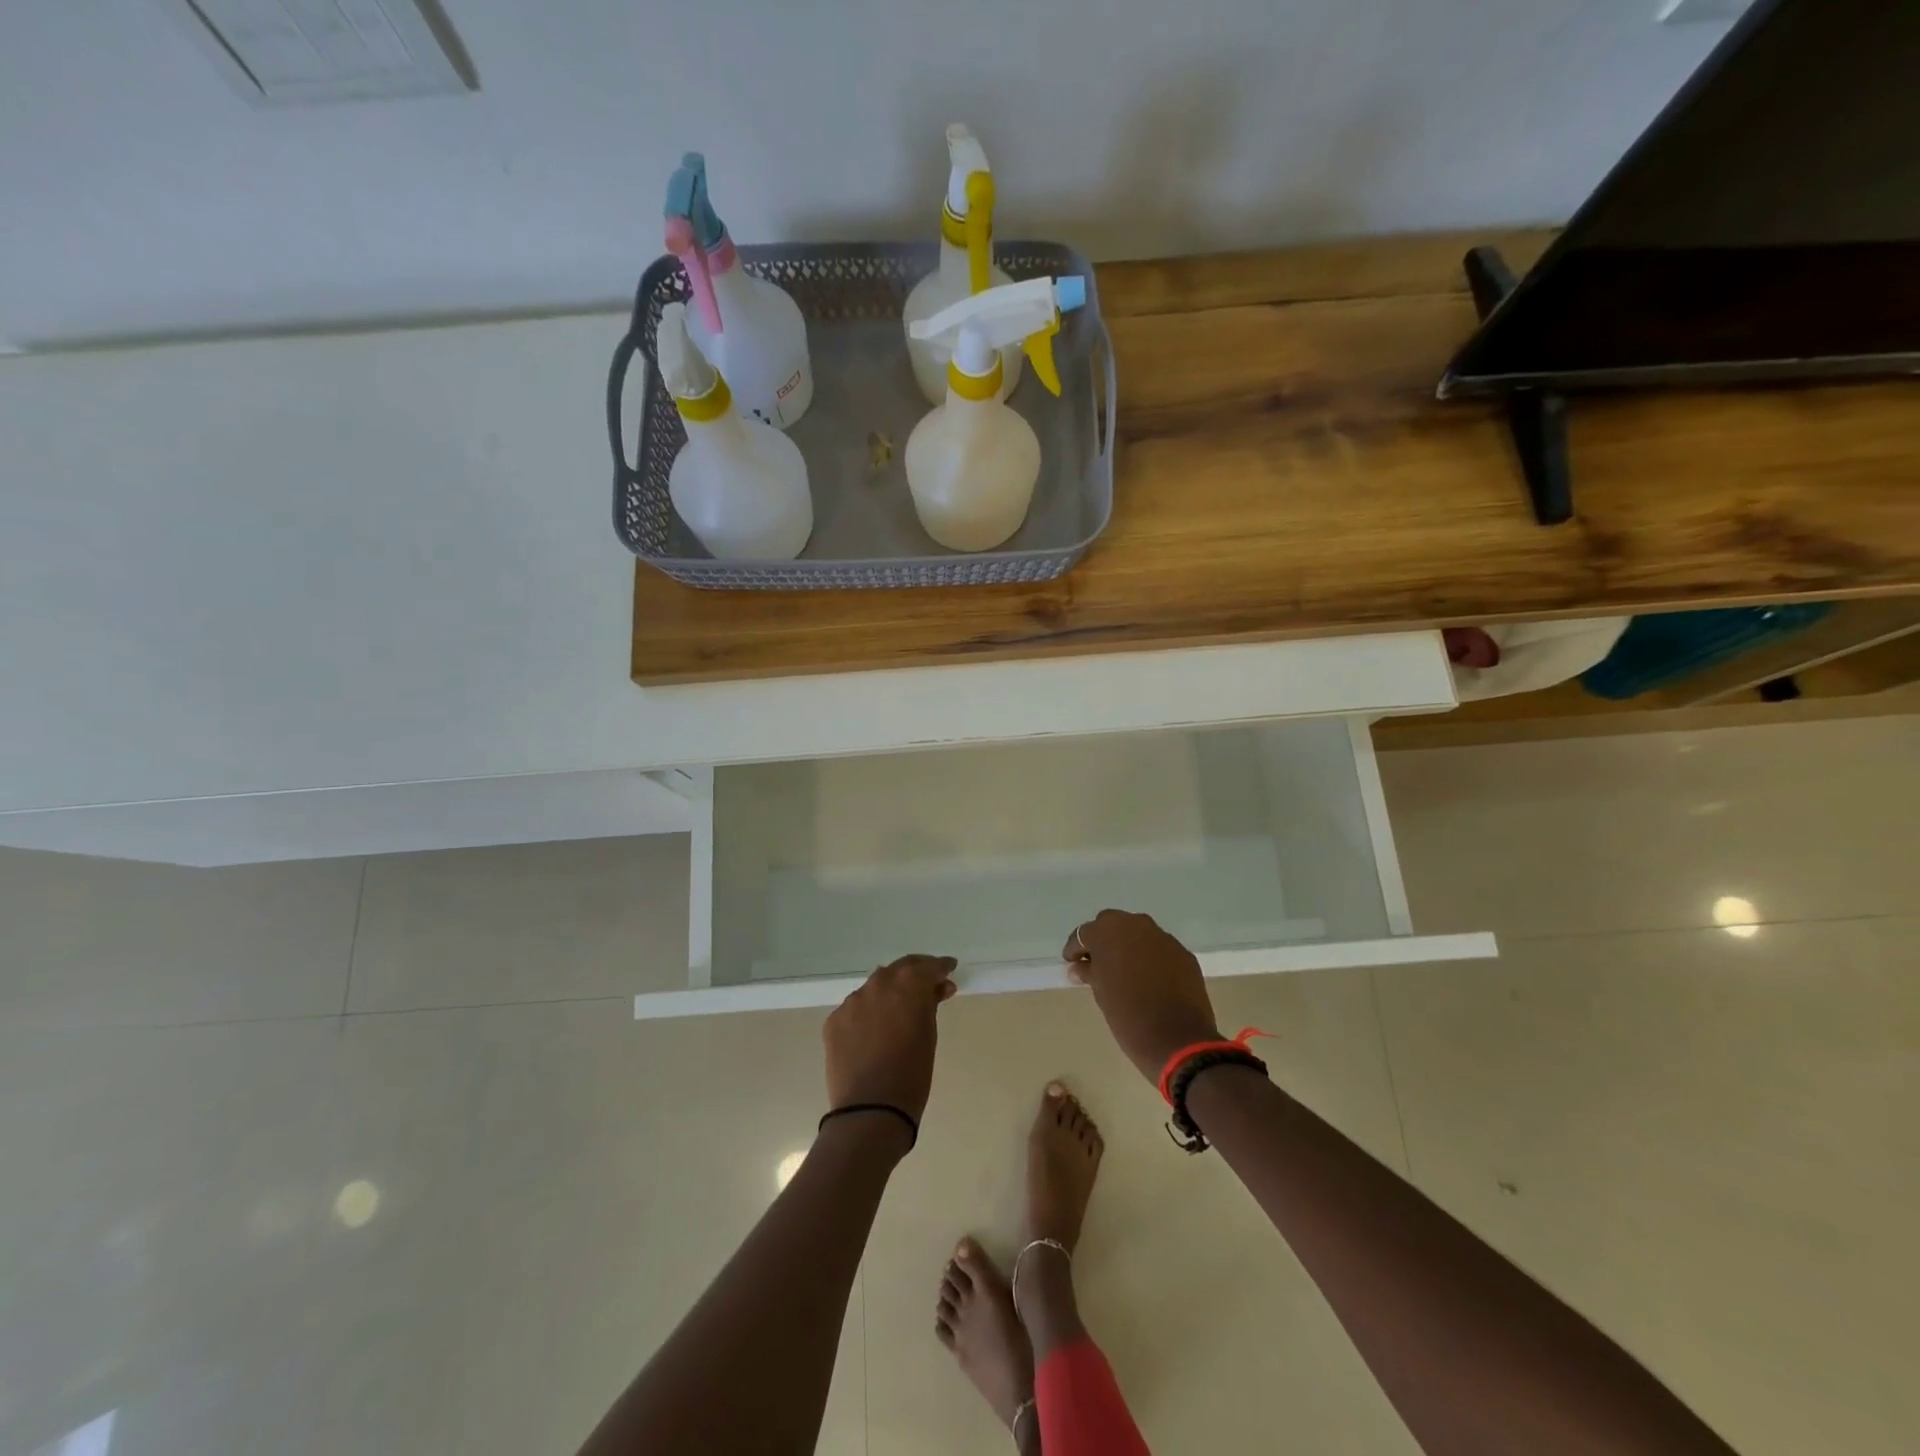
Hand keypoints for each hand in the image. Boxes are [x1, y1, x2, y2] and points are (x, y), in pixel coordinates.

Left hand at [824, 954, 957, 1122]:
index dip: (941, 967)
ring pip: (875, 987)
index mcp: (908, 984)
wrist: (870, 1110)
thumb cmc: (912, 1074)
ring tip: (899, 1009)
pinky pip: (856, 1009)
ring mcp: (852, 1001)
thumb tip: (936, 989)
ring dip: (889, 992)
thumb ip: (930, 1004)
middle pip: (900, 969)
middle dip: (915, 973)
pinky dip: (869, 1013)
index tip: (949, 969)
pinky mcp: (834, 1020)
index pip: (928, 966)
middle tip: (928, 984)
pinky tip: (874, 1030)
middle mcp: (878, 983)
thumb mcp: (929, 1034)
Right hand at [1063, 910, 1222, 1083]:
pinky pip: (1159, 949)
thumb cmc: (1128, 1017)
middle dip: (1103, 941)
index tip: (1072, 964)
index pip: (1084, 934)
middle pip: (1112, 925)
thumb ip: (1089, 972)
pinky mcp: (1183, 953)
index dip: (1076, 949)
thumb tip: (1079, 967)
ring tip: (1124, 971)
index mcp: (1108, 932)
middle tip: (1097, 964)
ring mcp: (1163, 937)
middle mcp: (1136, 925)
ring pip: (1138, 934)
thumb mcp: (1101, 994)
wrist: (1179, 1040)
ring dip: (1128, 947)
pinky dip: (1150, 958)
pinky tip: (1149, 979)